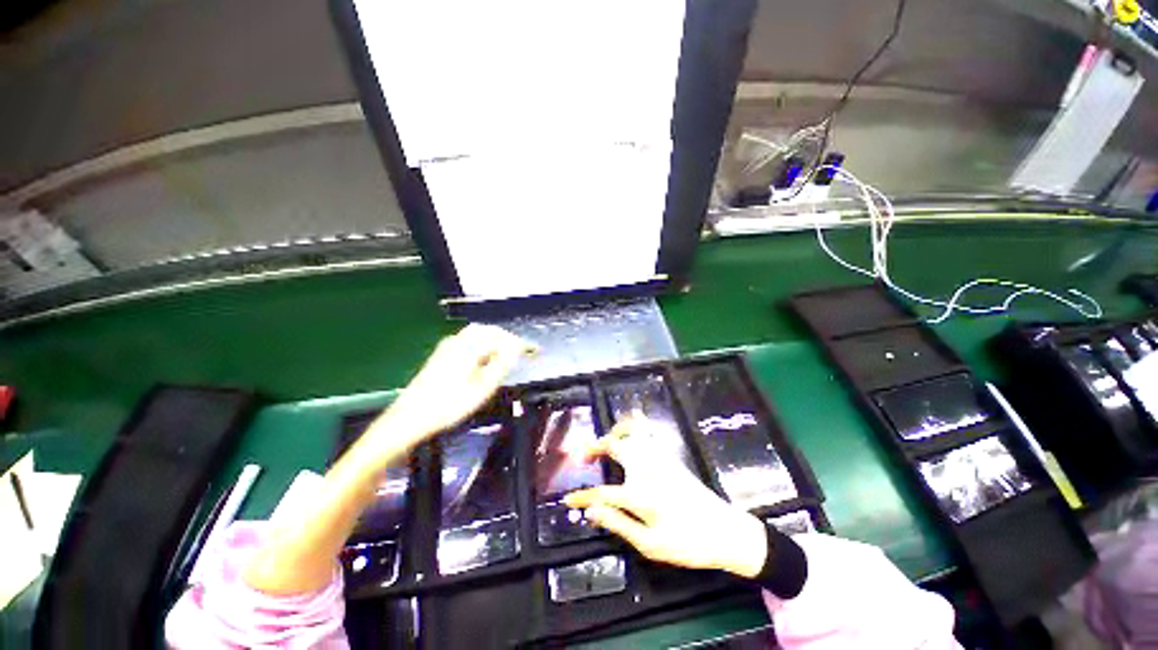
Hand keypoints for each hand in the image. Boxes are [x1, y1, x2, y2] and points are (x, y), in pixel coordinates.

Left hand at [369, 324, 536, 448]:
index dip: (522, 344)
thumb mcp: (481, 389)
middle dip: (508, 338)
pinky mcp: (441, 354)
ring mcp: (448, 346)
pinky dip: (483, 342)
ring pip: (478, 333)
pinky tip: (485, 356)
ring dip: (496, 339)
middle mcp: (458, 341)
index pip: (503, 339)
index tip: (535, 351)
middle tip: (522, 351)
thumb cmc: (449, 406)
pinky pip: (468, 339)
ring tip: (507, 353)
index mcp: (470, 348)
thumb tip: (516, 348)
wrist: (410, 417)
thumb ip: (501, 365)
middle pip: (490, 331)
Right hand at [564, 418, 769, 577]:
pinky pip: (650, 431)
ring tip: (606, 442)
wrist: (725, 531)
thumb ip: (618, 524)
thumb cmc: (687, 543)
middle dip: (594, 448)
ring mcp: (660, 458)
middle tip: (583, 459)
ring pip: (633, 430)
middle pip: (614, 447)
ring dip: (615, 432)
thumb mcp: (650, 544)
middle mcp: (647, 469)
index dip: (582, 497)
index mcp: (640, 494)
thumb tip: (591, 512)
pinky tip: (631, 428)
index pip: (602, 493)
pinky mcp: (670, 456)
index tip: (568, 499)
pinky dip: (637, 424)